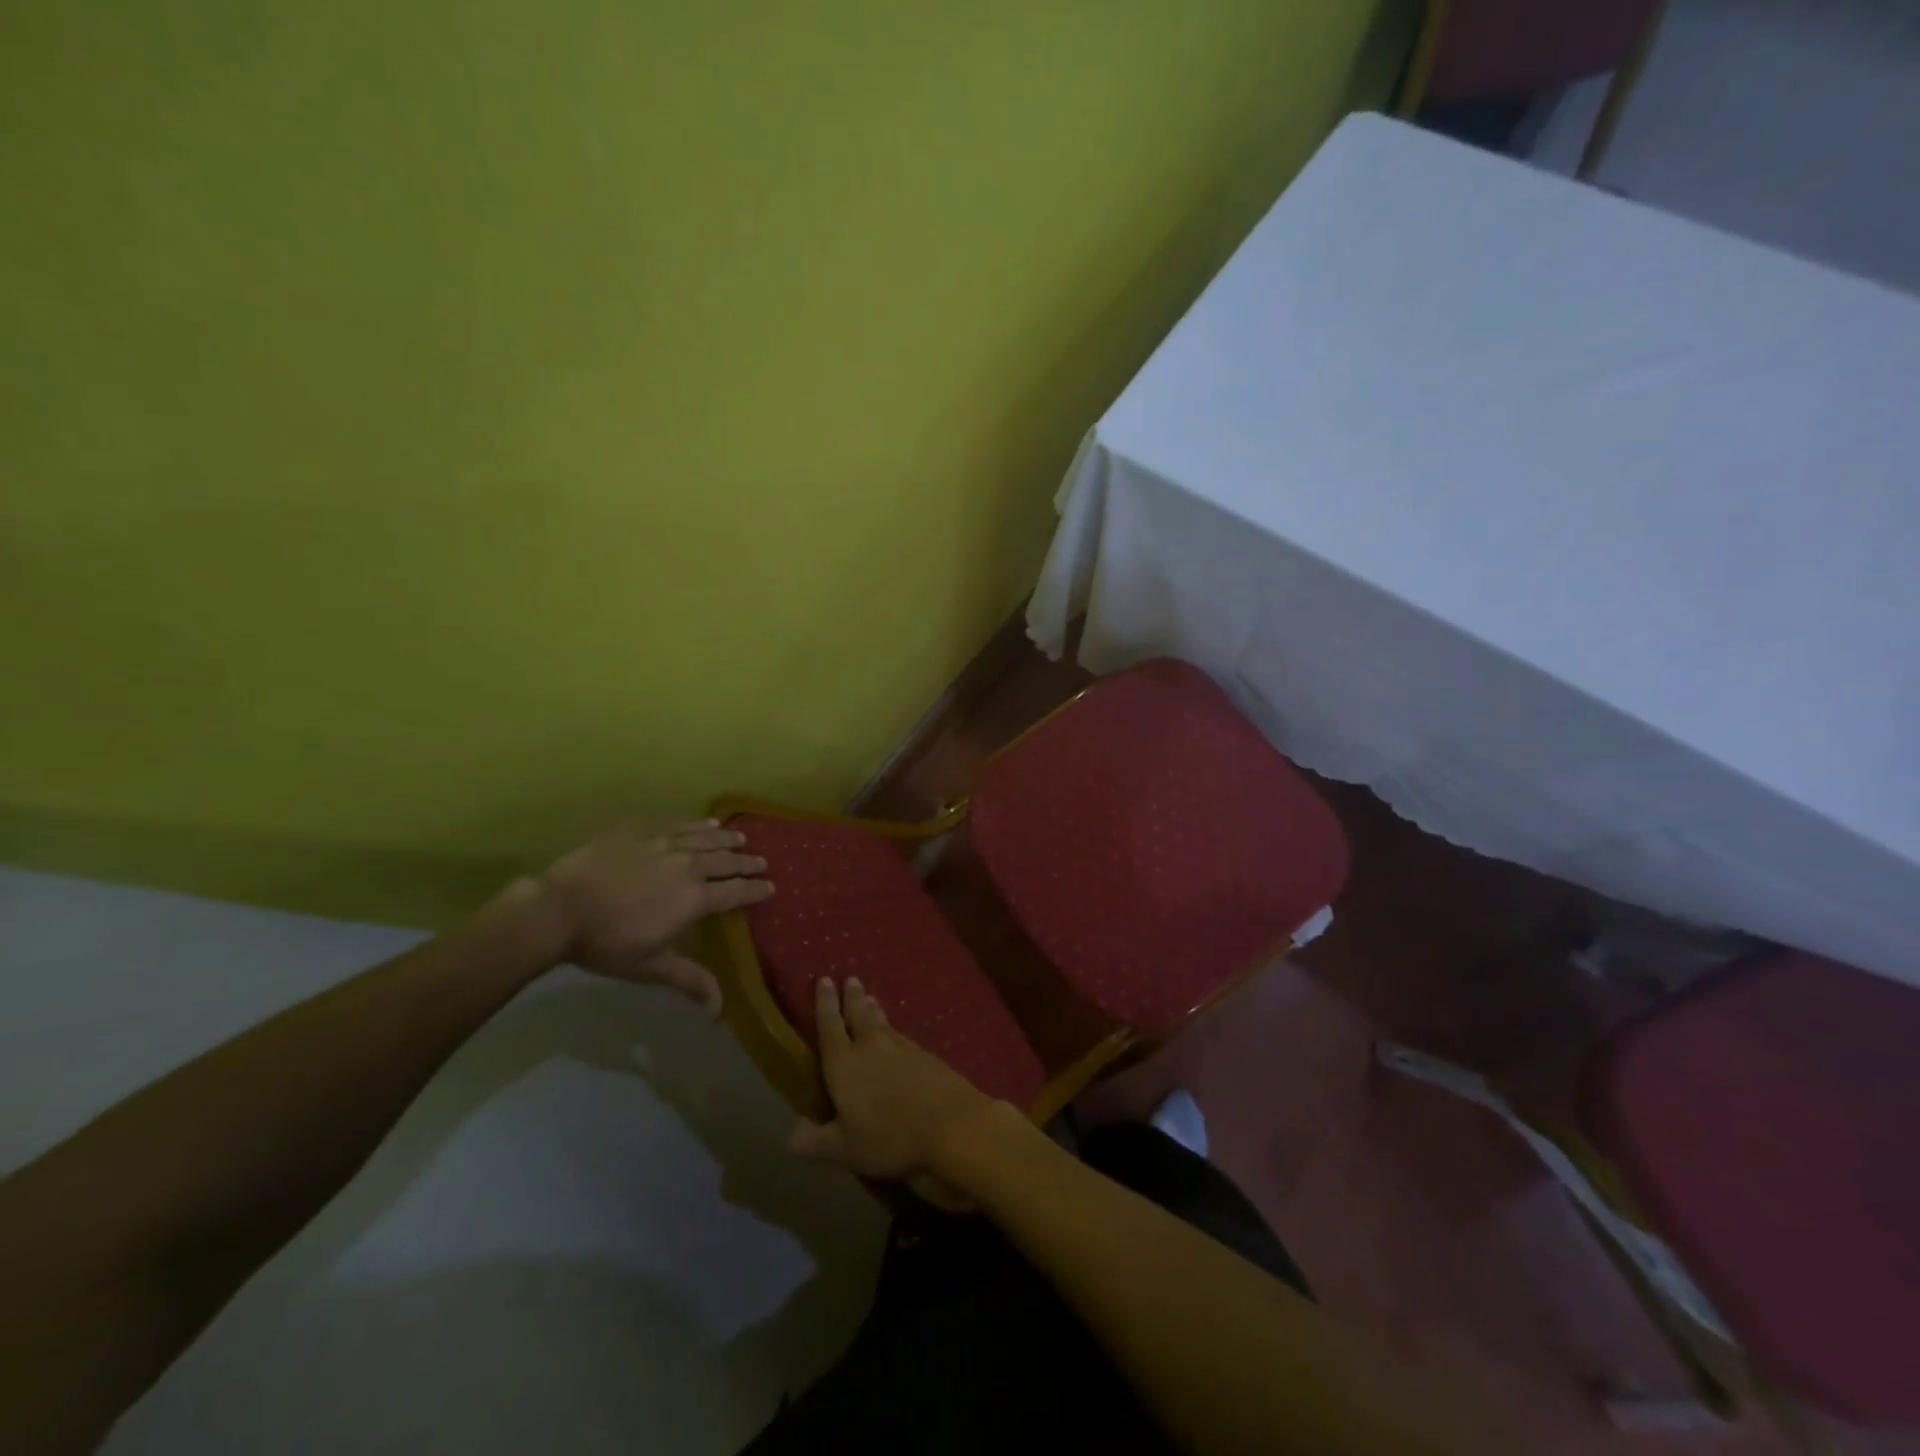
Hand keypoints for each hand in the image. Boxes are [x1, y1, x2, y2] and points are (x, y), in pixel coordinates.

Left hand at [540, 821, 772, 1013]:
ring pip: (706, 839)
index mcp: (694, 899)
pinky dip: (698, 825)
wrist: (558, 909)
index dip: (756, 890)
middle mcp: (688, 866)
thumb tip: (720, 1010)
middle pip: (726, 862)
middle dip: (747, 863)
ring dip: (728, 840)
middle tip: (763, 862)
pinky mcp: (642, 832)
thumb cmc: (606, 943)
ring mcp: (665, 845)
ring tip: (742, 839)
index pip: (735, 893)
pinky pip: (679, 825)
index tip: (771, 887)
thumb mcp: (649, 967)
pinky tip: (708, 823)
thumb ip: (689, 980)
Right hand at [788, 978, 1005, 1180]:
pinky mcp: (926, 1057)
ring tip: (871, 998)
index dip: (825, 1004)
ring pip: (884, 1023)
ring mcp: (902, 1049)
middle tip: (851, 979)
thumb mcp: (846, 1149)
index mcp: (845, 1065)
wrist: (950, 1123)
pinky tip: (900, 1036)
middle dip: (853, 998)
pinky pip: (904, 1038)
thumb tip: (790, 1137)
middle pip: (859, 1015)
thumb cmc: (889, 1136)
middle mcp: (871, 1048)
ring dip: (875, 1010)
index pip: (830, 1027)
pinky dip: (896, 1031)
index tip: (824, 980)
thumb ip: (817, 1141)